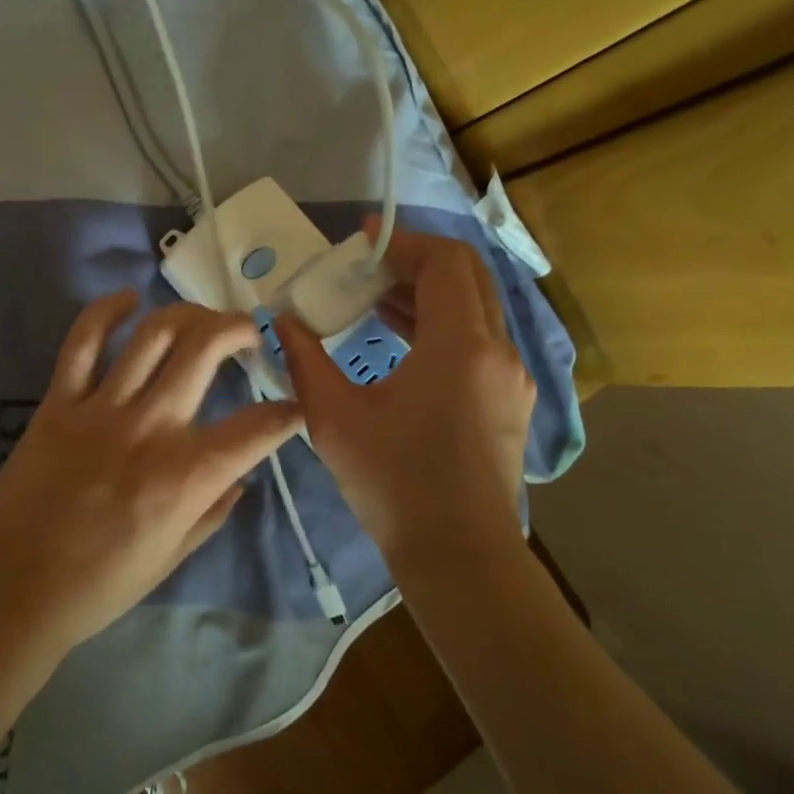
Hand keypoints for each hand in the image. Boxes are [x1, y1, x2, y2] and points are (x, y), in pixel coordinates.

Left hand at [0, 292, 301, 655]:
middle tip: (250, 332)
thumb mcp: (173, 557)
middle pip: (205, 349)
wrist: (15, 586)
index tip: (294, 404)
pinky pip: (83, 340)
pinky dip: (106, 311)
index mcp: (187, 476)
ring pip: (153, 333)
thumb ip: (212, 510)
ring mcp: (102, 407)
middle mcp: (151, 427)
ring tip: (202, 318)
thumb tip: (239, 476)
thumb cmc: (100, 583)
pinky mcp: (59, 401)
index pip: (257, 428)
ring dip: (187, 314)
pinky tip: (129, 299)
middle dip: (240, 329)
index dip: (288, 411)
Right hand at [275, 222, 534, 563]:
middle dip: (415, 261)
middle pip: (467, 275)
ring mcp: (512, 376)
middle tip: (366, 267)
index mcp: (460, 346)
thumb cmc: (393, 483)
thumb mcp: (333, 417)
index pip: (443, 262)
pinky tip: (401, 338)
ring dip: (429, 292)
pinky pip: (480, 337)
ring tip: (374, 298)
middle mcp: (498, 350)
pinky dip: (443, 322)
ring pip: (476, 306)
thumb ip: (304, 358)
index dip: (401, 242)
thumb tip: (282, 320)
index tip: (361, 239)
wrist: (458, 554)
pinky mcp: (510, 399)